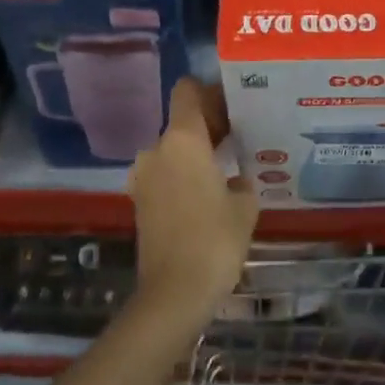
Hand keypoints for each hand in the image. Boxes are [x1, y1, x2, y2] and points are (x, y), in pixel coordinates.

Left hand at [127, 78, 257, 334]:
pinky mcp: (140, 202)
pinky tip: (208, 194)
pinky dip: (183, 175)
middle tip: (239, 138)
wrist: (174, 293)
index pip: (187, 91)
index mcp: (183, 140)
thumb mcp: (244, 206)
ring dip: (195, 154)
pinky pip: (165, 174)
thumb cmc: (215, 240)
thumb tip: (236, 178)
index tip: (233, 105)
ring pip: (173, 150)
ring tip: (225, 169)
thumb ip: (242, 181)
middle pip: (182, 121)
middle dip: (209, 126)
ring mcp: (143, 177)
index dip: (209, 91)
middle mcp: (157, 150)